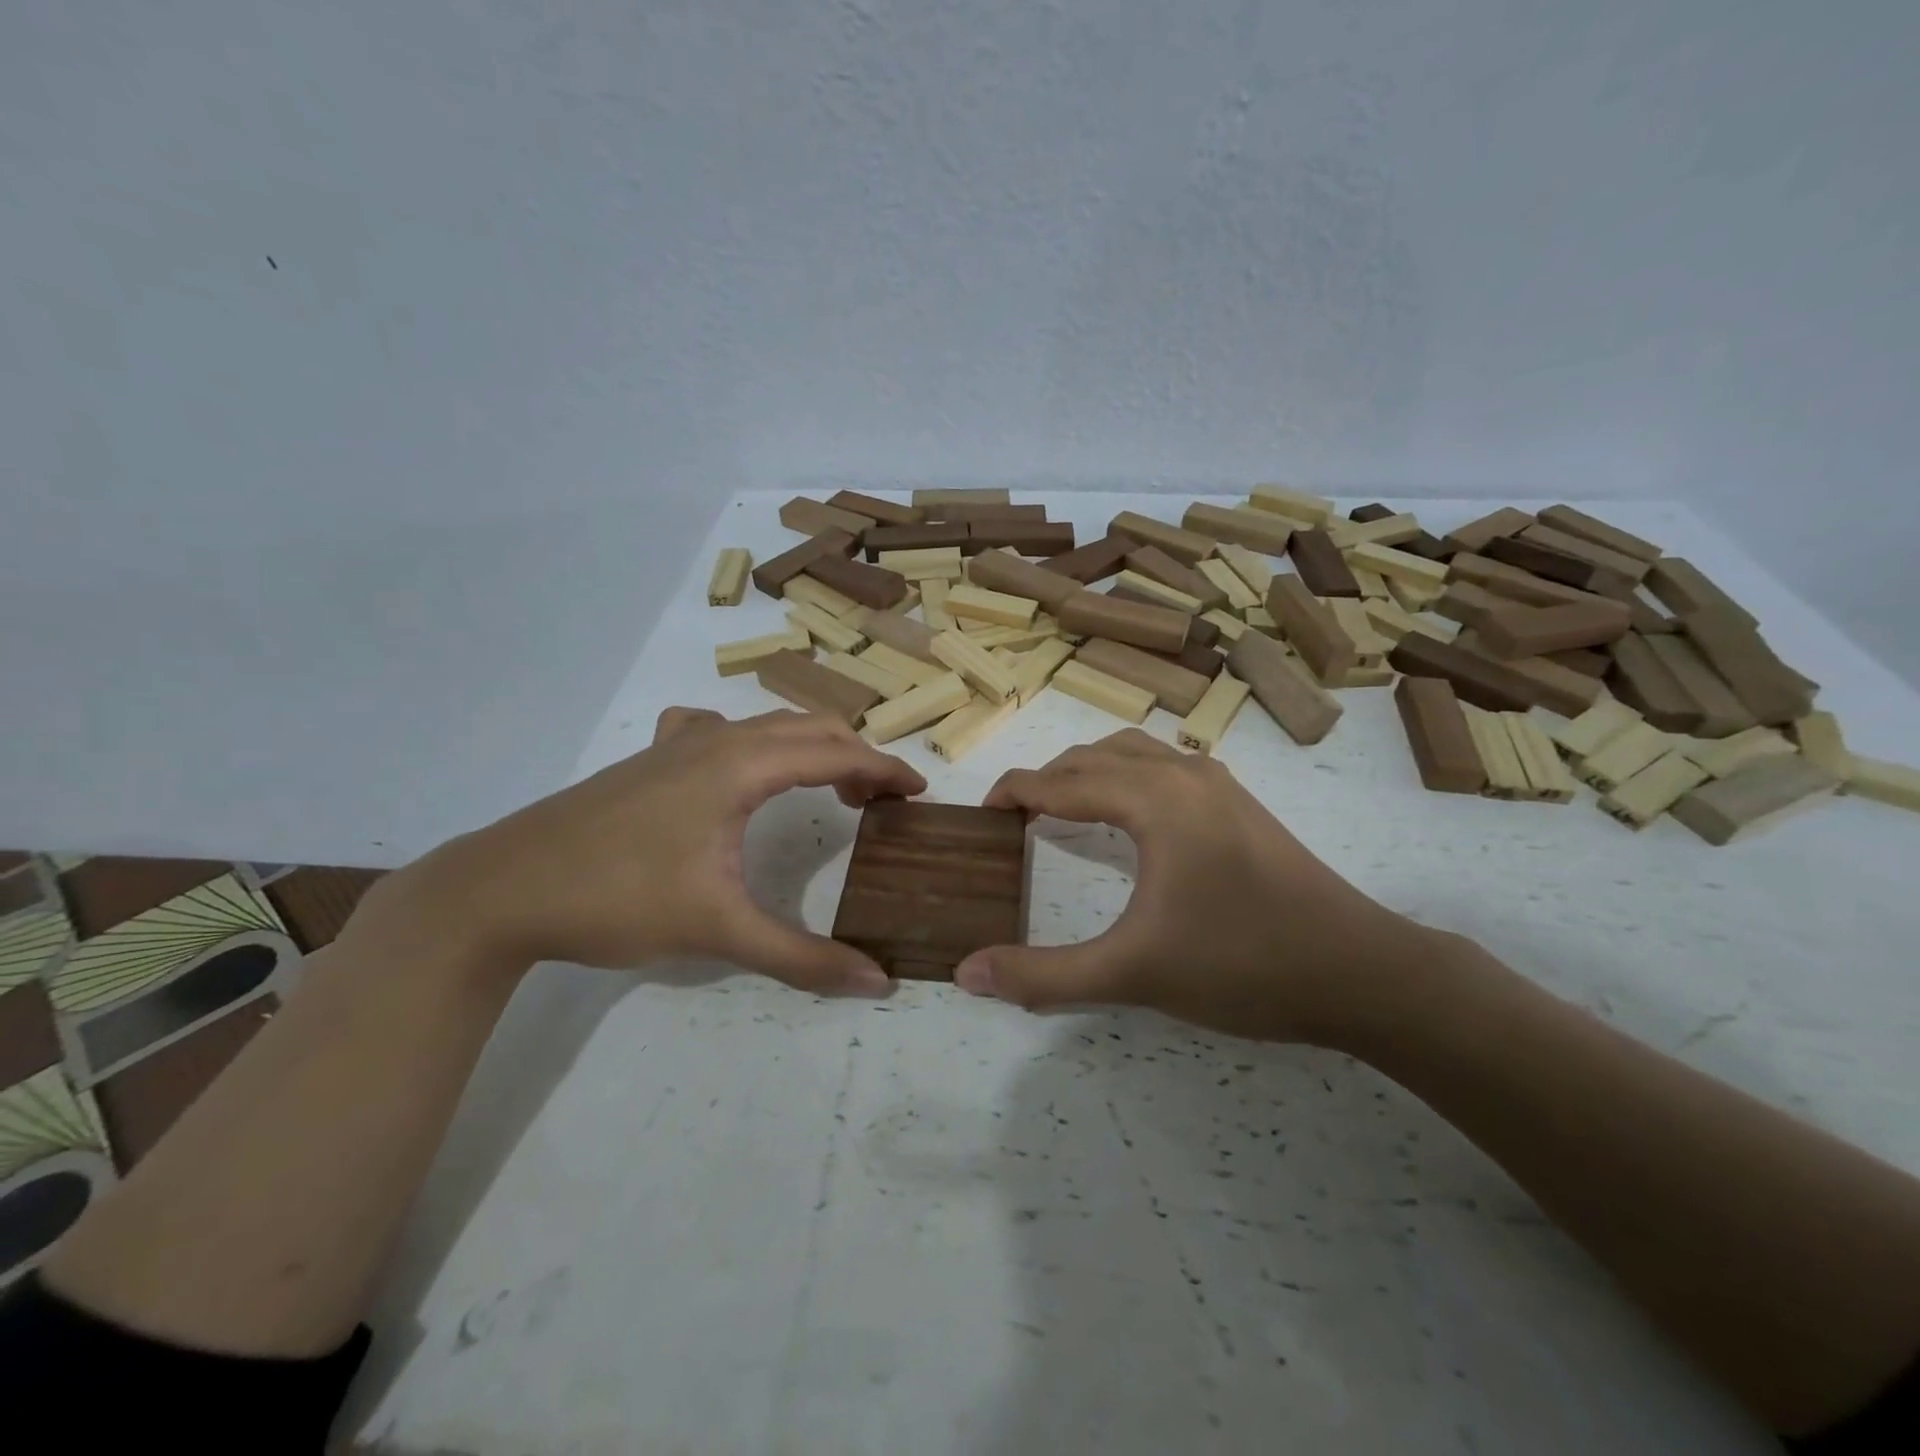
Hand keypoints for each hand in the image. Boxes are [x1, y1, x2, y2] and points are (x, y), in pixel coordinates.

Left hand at [349, 708, 925, 994]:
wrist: (501, 889)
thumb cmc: (616, 899)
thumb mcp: (717, 930)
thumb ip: (802, 957)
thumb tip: (876, 982)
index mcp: (741, 766)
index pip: (836, 753)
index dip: (885, 770)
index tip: (919, 794)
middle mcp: (717, 740)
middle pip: (809, 727)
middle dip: (855, 756)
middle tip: (880, 802)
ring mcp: (678, 744)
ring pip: (766, 725)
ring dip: (810, 747)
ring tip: (828, 788)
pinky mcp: (651, 759)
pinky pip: (719, 730)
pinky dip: (754, 742)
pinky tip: (738, 771)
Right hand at [957, 729, 1435, 1042]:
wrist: (1362, 972)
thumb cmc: (1243, 964)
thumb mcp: (1133, 973)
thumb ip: (1045, 975)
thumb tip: (967, 973)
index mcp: (1153, 799)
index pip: (1061, 781)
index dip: (1014, 791)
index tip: (982, 814)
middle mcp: (1183, 774)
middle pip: (1094, 756)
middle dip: (1048, 779)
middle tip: (1016, 818)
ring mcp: (1219, 784)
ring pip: (1134, 753)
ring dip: (1089, 771)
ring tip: (1063, 809)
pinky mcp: (1241, 803)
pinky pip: (1166, 765)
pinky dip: (1128, 776)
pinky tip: (1131, 815)